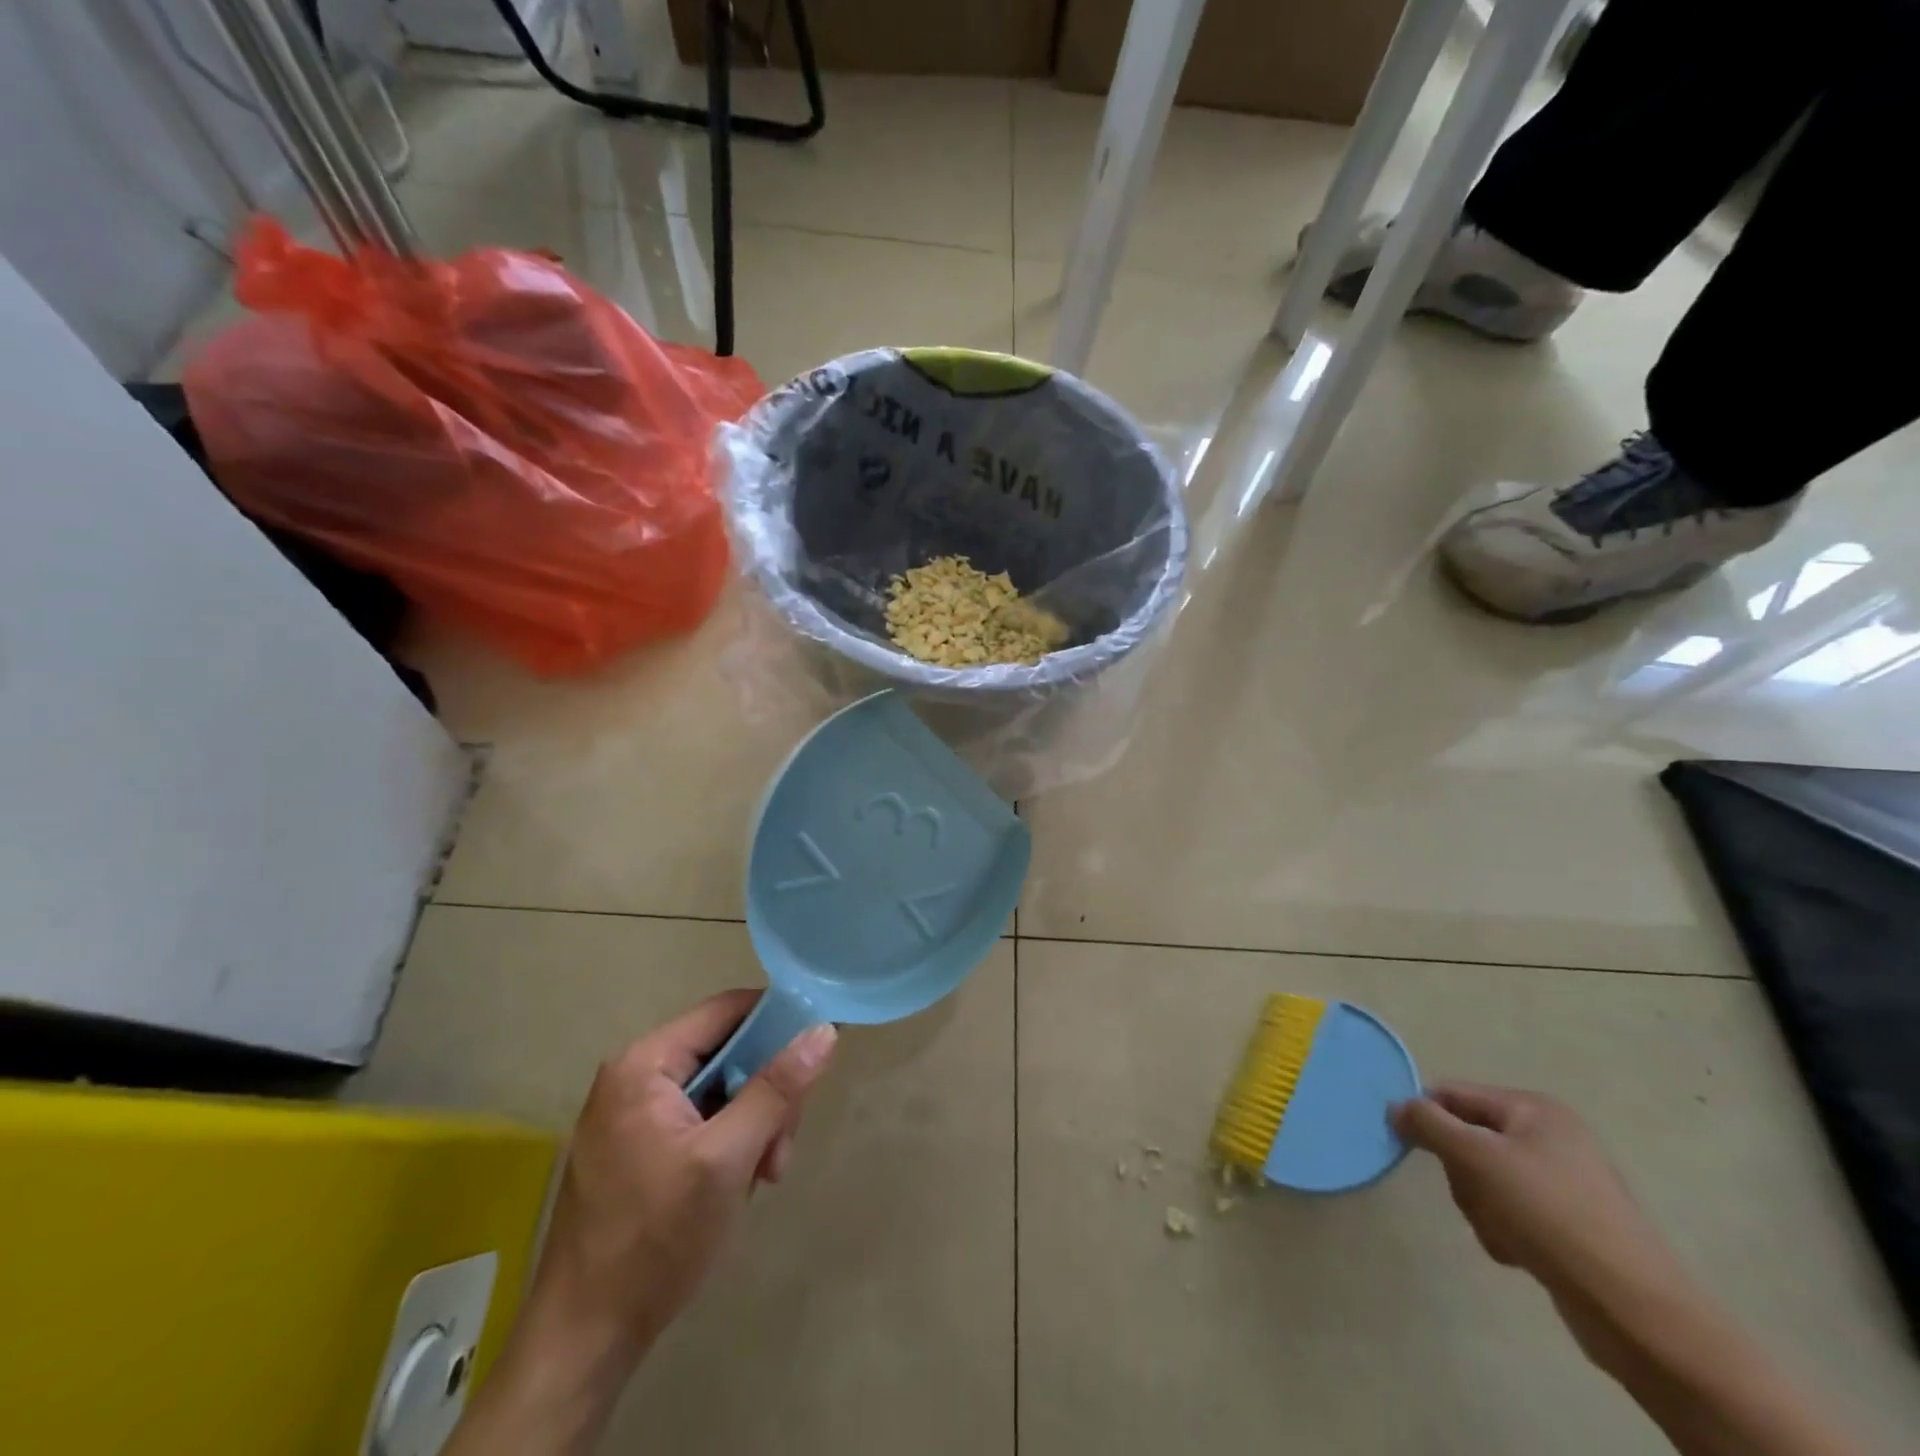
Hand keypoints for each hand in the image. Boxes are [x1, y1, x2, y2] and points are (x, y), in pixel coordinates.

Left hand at [446, 993, 836, 1455]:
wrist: (583, 1341)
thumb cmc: (656, 1240)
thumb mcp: (728, 1159)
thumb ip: (776, 1090)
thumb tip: (823, 1032)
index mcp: (645, 1064)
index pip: (726, 1010)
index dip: (777, 1020)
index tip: (818, 1048)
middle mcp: (634, 1076)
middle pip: (726, 1051)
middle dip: (765, 1091)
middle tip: (781, 1144)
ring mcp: (632, 1112)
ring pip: (718, 1088)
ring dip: (752, 1122)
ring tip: (763, 1173)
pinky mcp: (635, 1145)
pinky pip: (699, 1117)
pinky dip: (728, 1141)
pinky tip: (739, 1182)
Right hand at [1395, 1085, 1864, 1455]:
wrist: (1633, 1308)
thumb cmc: (1549, 1214)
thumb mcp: (1476, 1158)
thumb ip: (1428, 1123)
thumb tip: (1396, 1106)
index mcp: (1534, 1109)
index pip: (1453, 1094)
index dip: (1425, 1115)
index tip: (1403, 1143)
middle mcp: (1550, 1136)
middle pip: (1468, 1138)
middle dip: (1461, 1173)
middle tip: (1476, 1197)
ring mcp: (1563, 1182)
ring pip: (1485, 1179)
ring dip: (1480, 1207)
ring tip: (1504, 1233)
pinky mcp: (1569, 1224)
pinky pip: (1510, 1212)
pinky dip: (1504, 1230)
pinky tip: (1520, 1253)